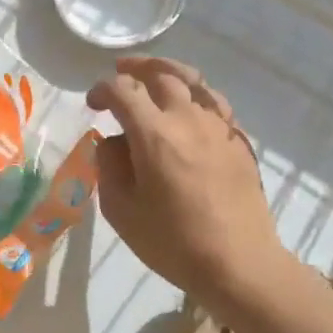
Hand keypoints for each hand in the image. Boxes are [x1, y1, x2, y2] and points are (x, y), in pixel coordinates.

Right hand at [87, 57, 292, 321]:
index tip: (93, 104)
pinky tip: (189, 104)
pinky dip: (196, 92)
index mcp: (154, 134)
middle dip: (135, 69)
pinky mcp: (238, 141)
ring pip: (193, 80)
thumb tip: (112, 142)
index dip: (102, 91)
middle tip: (120, 72)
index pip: (123, 92)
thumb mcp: (121, 211)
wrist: (239, 264)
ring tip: (154, 74)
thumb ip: (109, 167)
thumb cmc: (173, 242)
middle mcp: (187, 119)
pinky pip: (215, 101)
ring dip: (167, 71)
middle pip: (161, 74)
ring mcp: (218, 127)